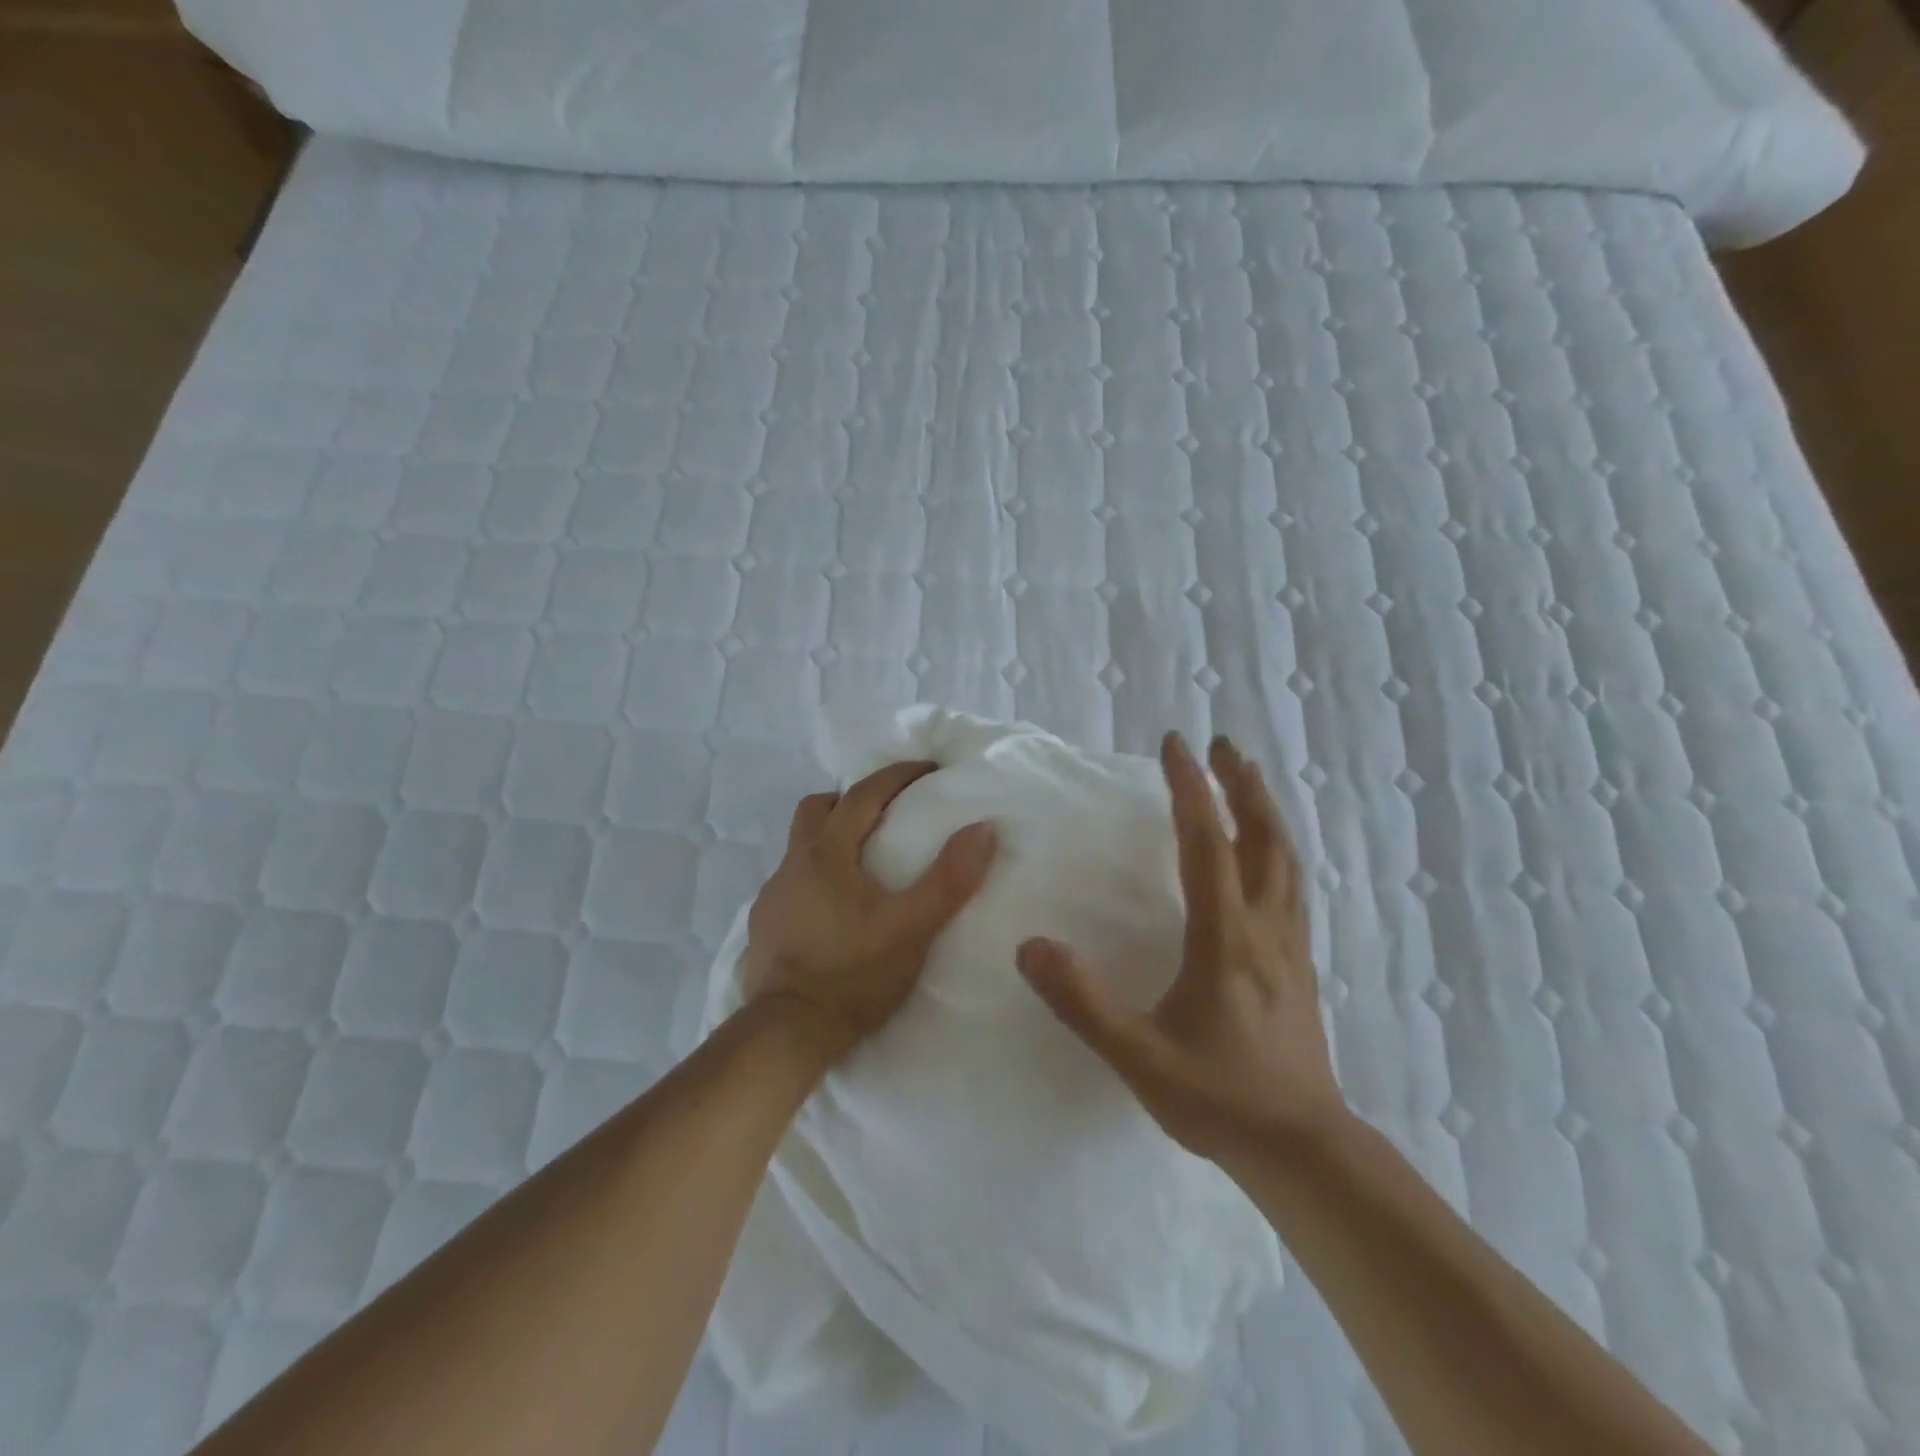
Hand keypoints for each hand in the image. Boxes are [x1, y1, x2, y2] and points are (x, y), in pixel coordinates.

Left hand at [744, 762, 998, 1062]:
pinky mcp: (762, 927)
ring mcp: (772, 896)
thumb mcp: (913, 927)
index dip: (897, 775)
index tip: (927, 769)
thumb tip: (983, 829)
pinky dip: (815, 880)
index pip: (863, 795)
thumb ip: (950, 879)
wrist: (788, 1032)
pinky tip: (833, 911)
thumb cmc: (854, 973)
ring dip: (830, 840)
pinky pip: (791, 884)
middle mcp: (793, 864)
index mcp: (827, 853)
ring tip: (863, 866)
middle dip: (851, 800)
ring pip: (800, 847)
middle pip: (817, 809)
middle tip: (886, 813)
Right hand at [1017, 732, 1343, 1163]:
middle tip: (1222, 744)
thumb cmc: (1218, 1099)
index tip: (1175, 745)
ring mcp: (1289, 944)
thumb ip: (1082, 1002)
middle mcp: (1264, 927)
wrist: (1302, 1149)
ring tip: (1248, 778)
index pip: (1207, 844)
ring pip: (1287, 859)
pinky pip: (1293, 886)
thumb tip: (1031, 947)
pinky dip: (1279, 849)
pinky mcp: (1299, 963)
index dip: (1190, 789)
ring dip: (1266, 810)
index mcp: (1225, 938)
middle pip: (1263, 837)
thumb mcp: (1137, 1056)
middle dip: (1241, 784)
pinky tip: (1269, 852)